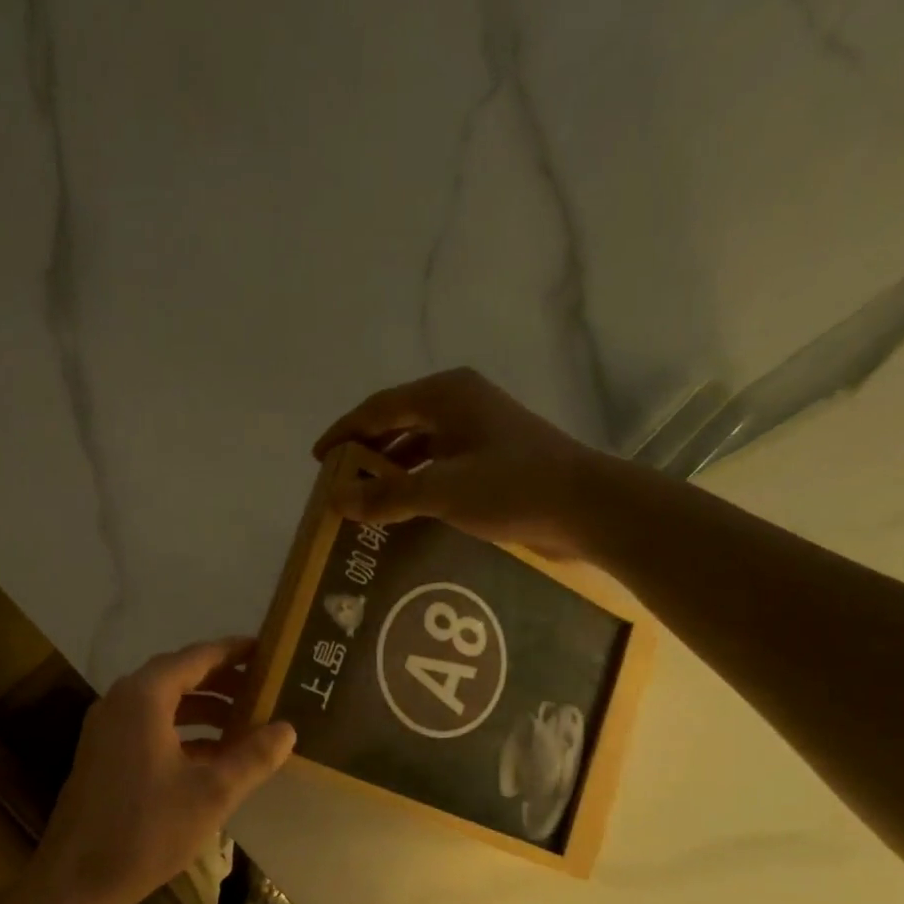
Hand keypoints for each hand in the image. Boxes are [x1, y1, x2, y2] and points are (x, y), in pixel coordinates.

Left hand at [34, 637, 295, 903]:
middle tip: (263, 687)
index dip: (234, 652)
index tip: (267, 650)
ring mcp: (108, 729)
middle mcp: (121, 701)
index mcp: (144, 697)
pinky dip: (184, 731)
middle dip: (222, 681)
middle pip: (179, 676)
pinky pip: (150, 726)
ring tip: (245, 721)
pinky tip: (214, 754)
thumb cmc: (147, 829)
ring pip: (164, 703)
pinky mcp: (104, 754)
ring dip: (204, 708)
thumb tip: (287, 729)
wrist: (78, 880)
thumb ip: (253, 756)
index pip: (197, 657)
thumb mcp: (213, 793)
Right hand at [314, 367, 615, 559]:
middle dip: (366, 453)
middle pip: (397, 423)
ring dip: (391, 471)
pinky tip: (405, 509)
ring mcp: (479, 430)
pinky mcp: (492, 457)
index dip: (344, 434)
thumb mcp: (442, 491)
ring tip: (365, 500)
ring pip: (419, 445)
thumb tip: (336, 501)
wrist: (586, 506)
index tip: (318, 461)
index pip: (378, 409)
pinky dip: (416, 482)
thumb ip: (387, 496)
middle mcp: (459, 403)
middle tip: (338, 484)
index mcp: (445, 395)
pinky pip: (439, 464)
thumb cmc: (512, 487)